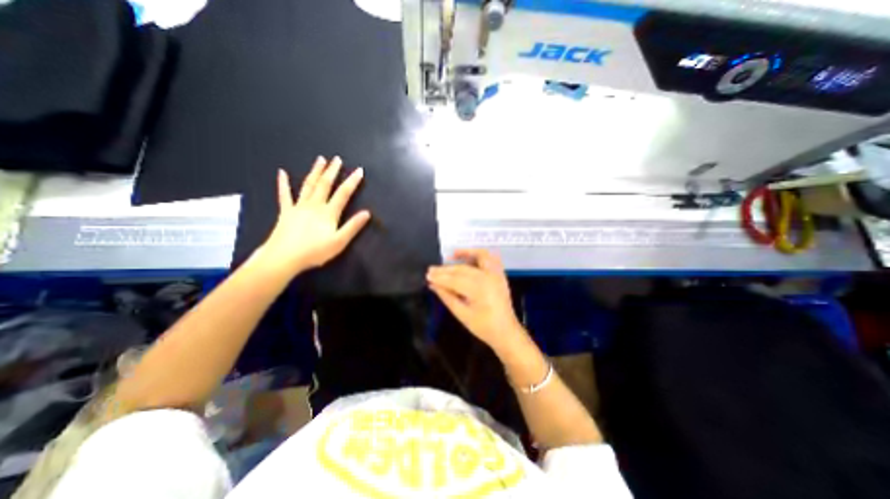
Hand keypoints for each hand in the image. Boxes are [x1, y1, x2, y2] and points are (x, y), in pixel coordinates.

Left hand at [259, 157, 370, 273]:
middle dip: (332, 171)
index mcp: (328, 213)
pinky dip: (283, 183)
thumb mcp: (339, 242)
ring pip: (308, 185)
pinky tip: (282, 172)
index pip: (343, 193)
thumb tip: (367, 213)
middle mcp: (314, 205)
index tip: (359, 170)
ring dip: (315, 172)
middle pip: (325, 184)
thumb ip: (353, 226)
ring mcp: (298, 207)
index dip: (352, 181)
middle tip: (337, 159)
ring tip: (320, 159)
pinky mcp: (286, 212)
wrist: (284, 257)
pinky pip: (284, 195)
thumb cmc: (314, 251)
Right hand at [425, 247, 522, 349]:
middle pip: (463, 269)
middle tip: (431, 270)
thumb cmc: (483, 327)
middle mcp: (488, 277)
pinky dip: (480, 255)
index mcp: (479, 289)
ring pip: (478, 257)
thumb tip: (433, 285)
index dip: (440, 277)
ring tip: (451, 256)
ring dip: (465, 254)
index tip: (427, 276)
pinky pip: (491, 258)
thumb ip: (447, 297)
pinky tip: (469, 256)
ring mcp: (496, 274)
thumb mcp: (462, 315)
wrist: (506, 332)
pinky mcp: (500, 275)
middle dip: (446, 269)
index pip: (454, 280)